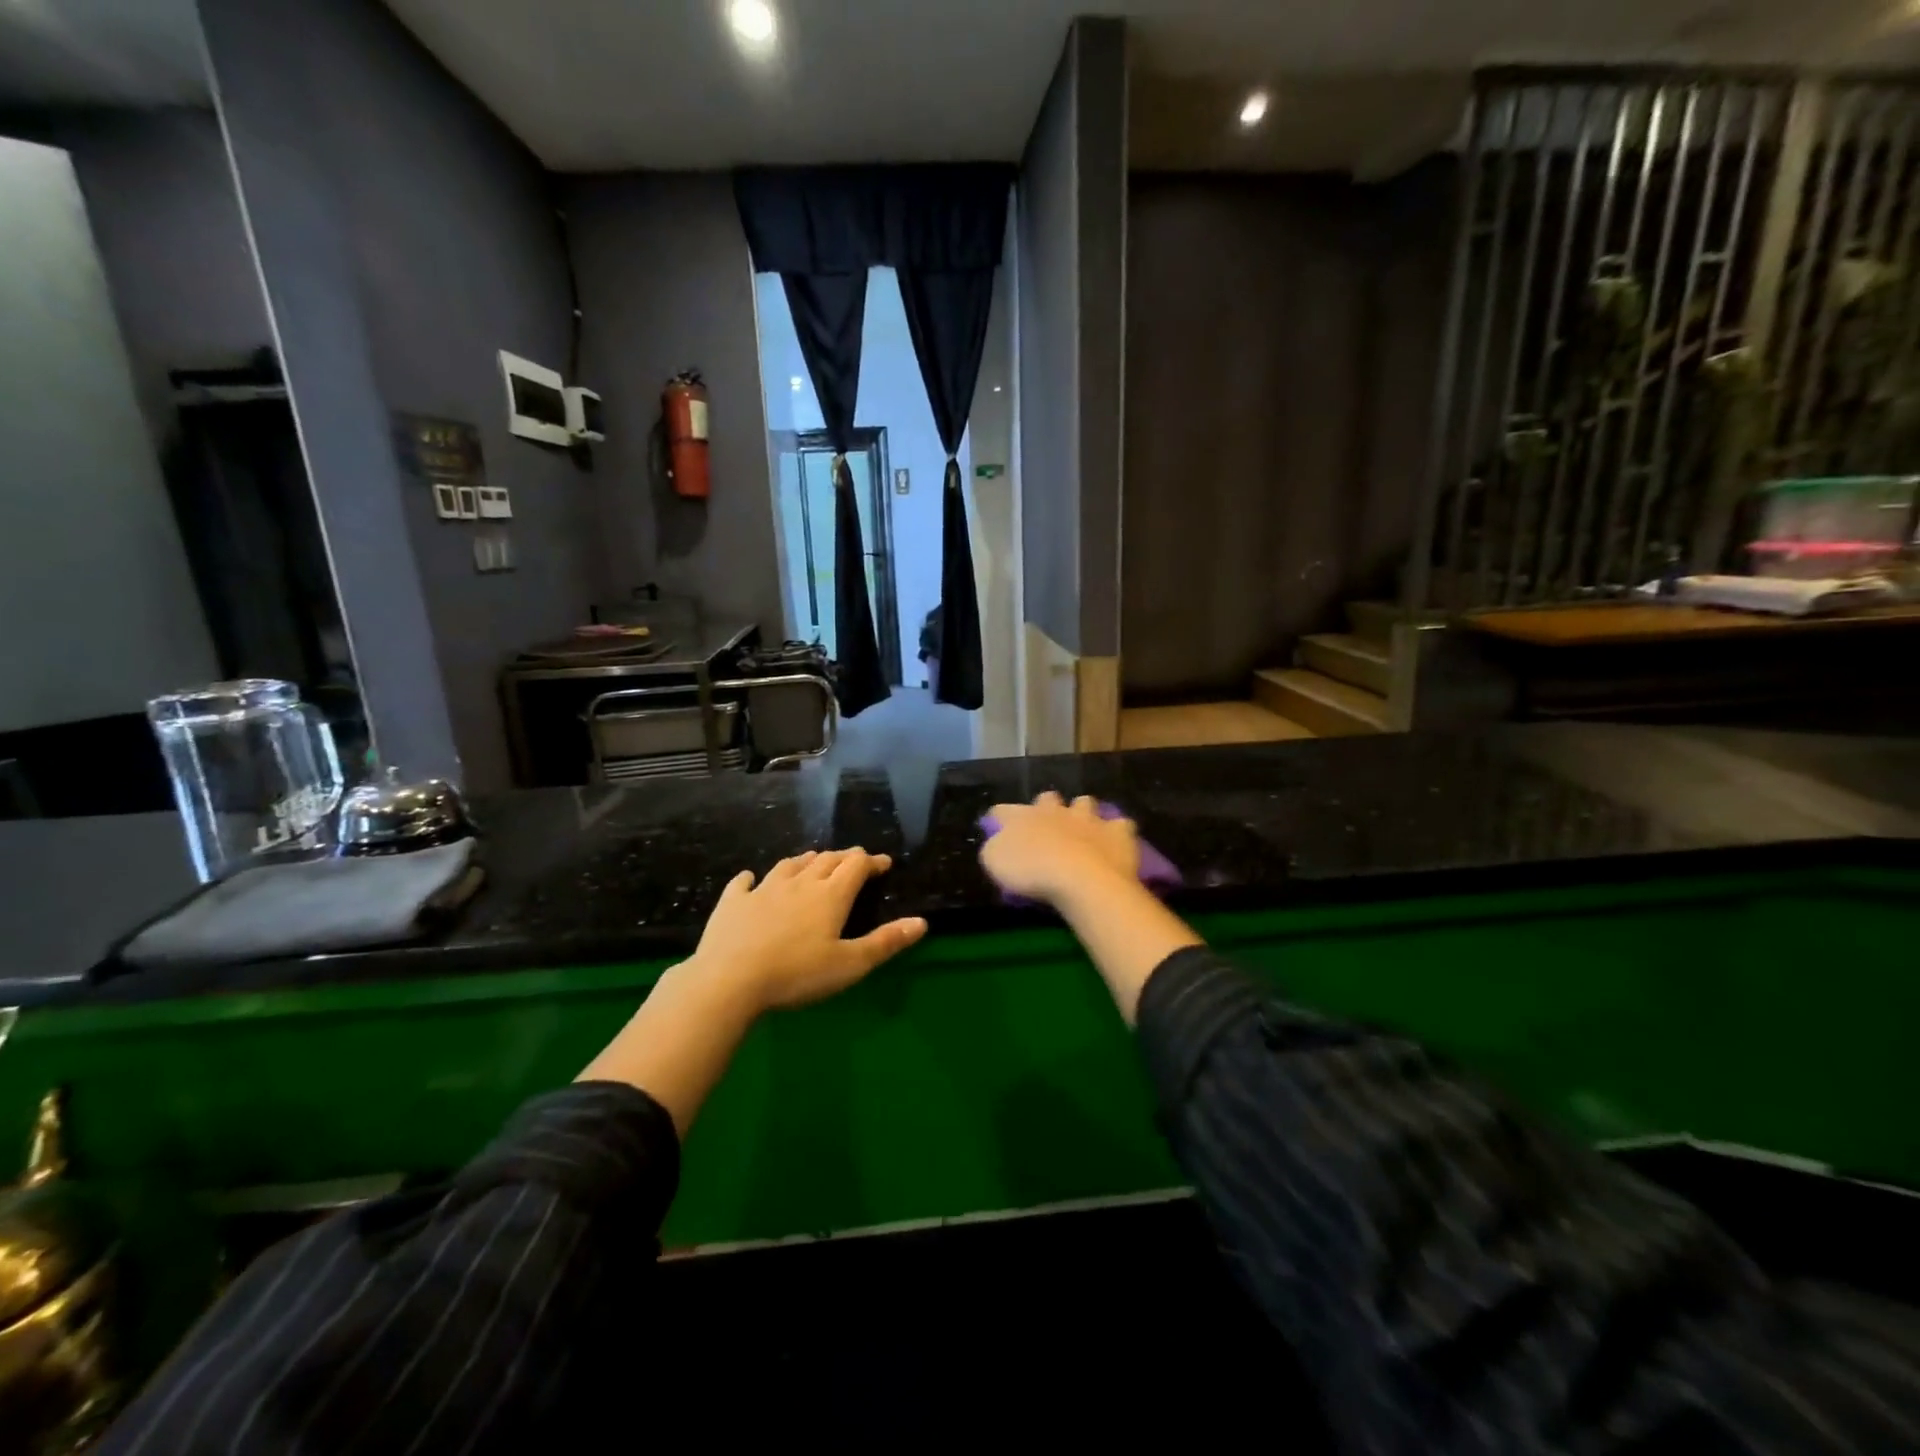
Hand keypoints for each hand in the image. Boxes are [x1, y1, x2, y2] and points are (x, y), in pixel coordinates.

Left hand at [690, 848, 927, 1012]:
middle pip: (826, 860)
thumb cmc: (797, 974)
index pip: (856, 865)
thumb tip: (922, 922)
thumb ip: (886, 942)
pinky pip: (743, 882)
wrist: (729, 980)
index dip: (872, 861)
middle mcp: (799, 883)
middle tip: (854, 861)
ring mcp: (763, 889)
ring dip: (806, 860)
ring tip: (813, 861)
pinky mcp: (733, 902)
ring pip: (789, 865)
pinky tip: (750, 879)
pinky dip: (751, 878)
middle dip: (843, 858)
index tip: (884, 863)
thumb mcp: (850, 964)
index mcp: (830, 895)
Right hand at [980, 793, 1140, 907]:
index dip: (999, 818)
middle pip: (1047, 798)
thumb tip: (997, 842)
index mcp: (1023, 816)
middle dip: (1046, 808)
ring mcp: (1088, 818)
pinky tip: (1114, 844)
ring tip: (1082, 831)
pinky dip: (1116, 833)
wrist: (1081, 879)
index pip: (1003, 810)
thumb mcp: (995, 863)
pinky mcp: (1117, 832)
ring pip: (1085, 803)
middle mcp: (1055, 810)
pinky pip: (1120, 825)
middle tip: (1045, 827)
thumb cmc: (1032, 872)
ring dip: (1082, 813)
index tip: (998, 828)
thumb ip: (995, 847)